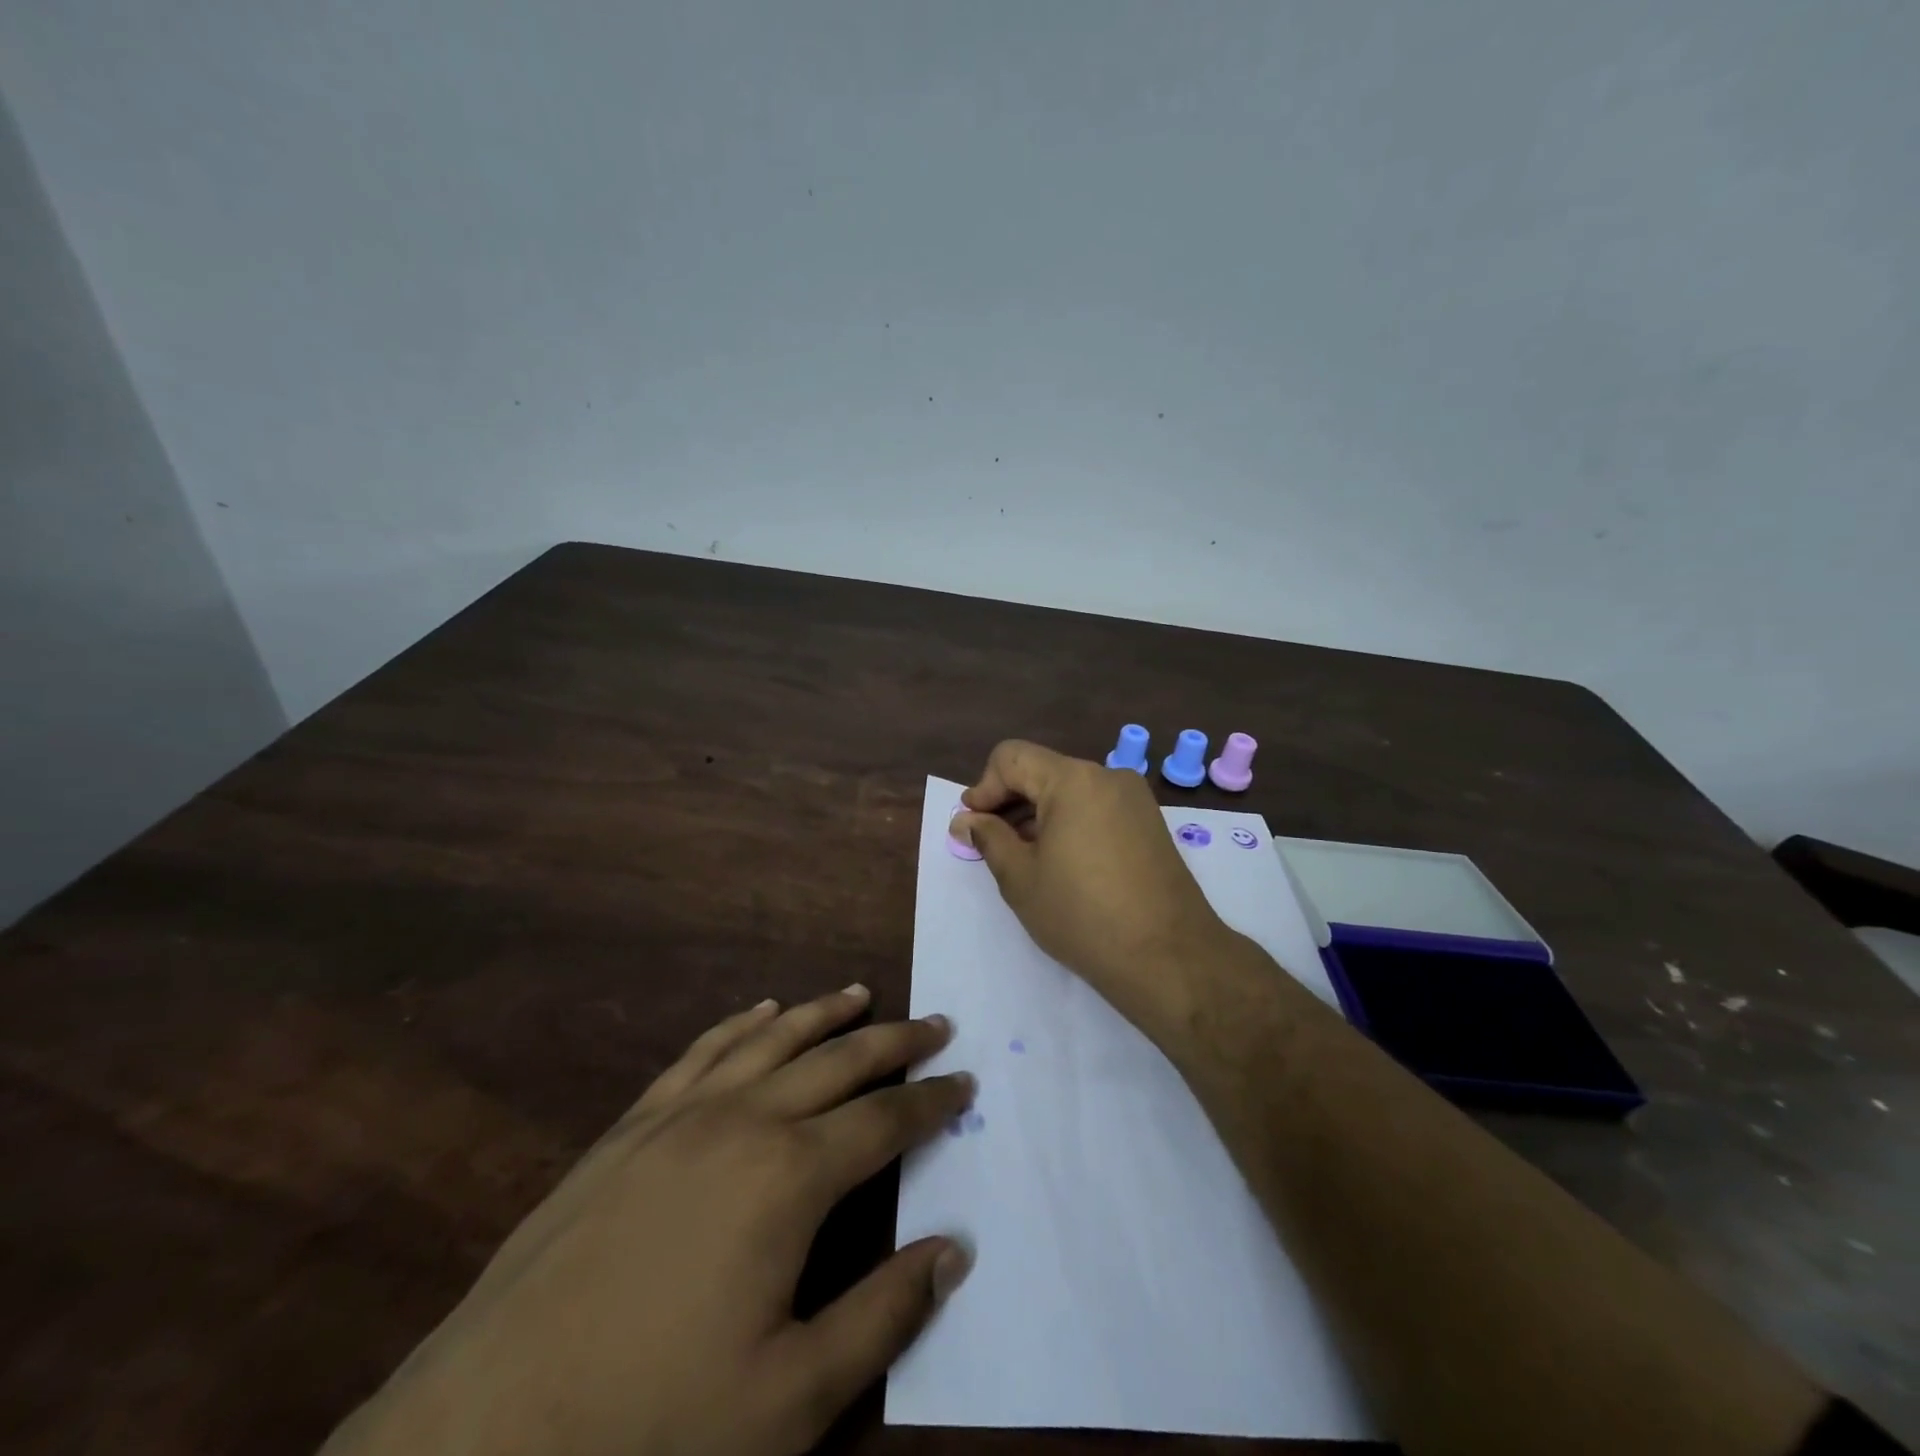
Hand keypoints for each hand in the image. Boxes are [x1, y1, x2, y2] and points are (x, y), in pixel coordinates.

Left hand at [322, 986, 974, 1455]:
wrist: (482, 1433)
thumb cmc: (651, 1424)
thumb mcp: (791, 1398)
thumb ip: (884, 1316)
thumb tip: (955, 1248)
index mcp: (790, 1176)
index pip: (886, 1121)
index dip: (933, 1102)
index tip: (966, 1085)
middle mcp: (745, 1119)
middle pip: (840, 1060)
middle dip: (896, 1041)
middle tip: (936, 1025)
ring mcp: (683, 1112)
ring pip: (775, 1039)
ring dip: (826, 1014)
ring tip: (863, 995)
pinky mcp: (634, 1122)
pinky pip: (705, 1050)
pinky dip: (744, 1024)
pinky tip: (764, 1011)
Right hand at [952, 740, 1232, 1034]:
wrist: (1168, 958)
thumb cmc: (1082, 915)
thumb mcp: (1021, 878)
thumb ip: (989, 838)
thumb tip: (966, 820)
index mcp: (1073, 779)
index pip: (1011, 757)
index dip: (983, 787)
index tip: (974, 826)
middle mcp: (1107, 776)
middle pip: (1042, 771)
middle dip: (1010, 802)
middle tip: (992, 845)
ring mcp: (1135, 798)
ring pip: (1070, 790)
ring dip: (1039, 814)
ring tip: (1026, 858)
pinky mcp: (1150, 823)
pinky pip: (1096, 807)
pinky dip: (1070, 823)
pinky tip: (1063, 863)